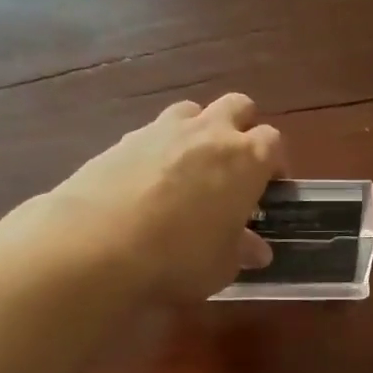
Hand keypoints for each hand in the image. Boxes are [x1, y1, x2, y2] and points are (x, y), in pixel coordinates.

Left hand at [7, 93, 285, 301]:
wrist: (99, 243)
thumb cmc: (180, 257)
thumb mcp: (222, 265)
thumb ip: (241, 250)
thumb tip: (256, 248)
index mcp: (246, 159)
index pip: (273, 142)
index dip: (274, 163)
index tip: (270, 188)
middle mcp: (209, 133)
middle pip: (238, 107)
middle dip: (242, 129)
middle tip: (236, 167)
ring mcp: (163, 129)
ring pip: (193, 111)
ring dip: (199, 131)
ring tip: (192, 169)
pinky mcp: (124, 139)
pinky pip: (153, 132)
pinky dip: (160, 149)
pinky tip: (150, 183)